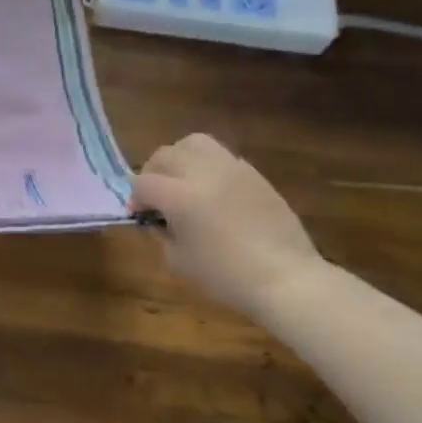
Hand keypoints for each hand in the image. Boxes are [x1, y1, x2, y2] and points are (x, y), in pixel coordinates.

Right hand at [130, 134, 322, 316]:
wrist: (286, 278)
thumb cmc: (226, 276)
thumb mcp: (179, 260)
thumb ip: (162, 232)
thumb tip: (157, 218)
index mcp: (180, 196)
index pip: (143, 183)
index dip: (135, 199)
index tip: (140, 215)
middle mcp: (203, 173)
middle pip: (165, 154)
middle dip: (153, 172)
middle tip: (155, 195)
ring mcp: (232, 169)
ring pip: (194, 143)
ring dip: (180, 158)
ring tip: (182, 180)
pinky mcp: (254, 174)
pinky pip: (221, 157)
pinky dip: (208, 167)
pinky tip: (212, 191)